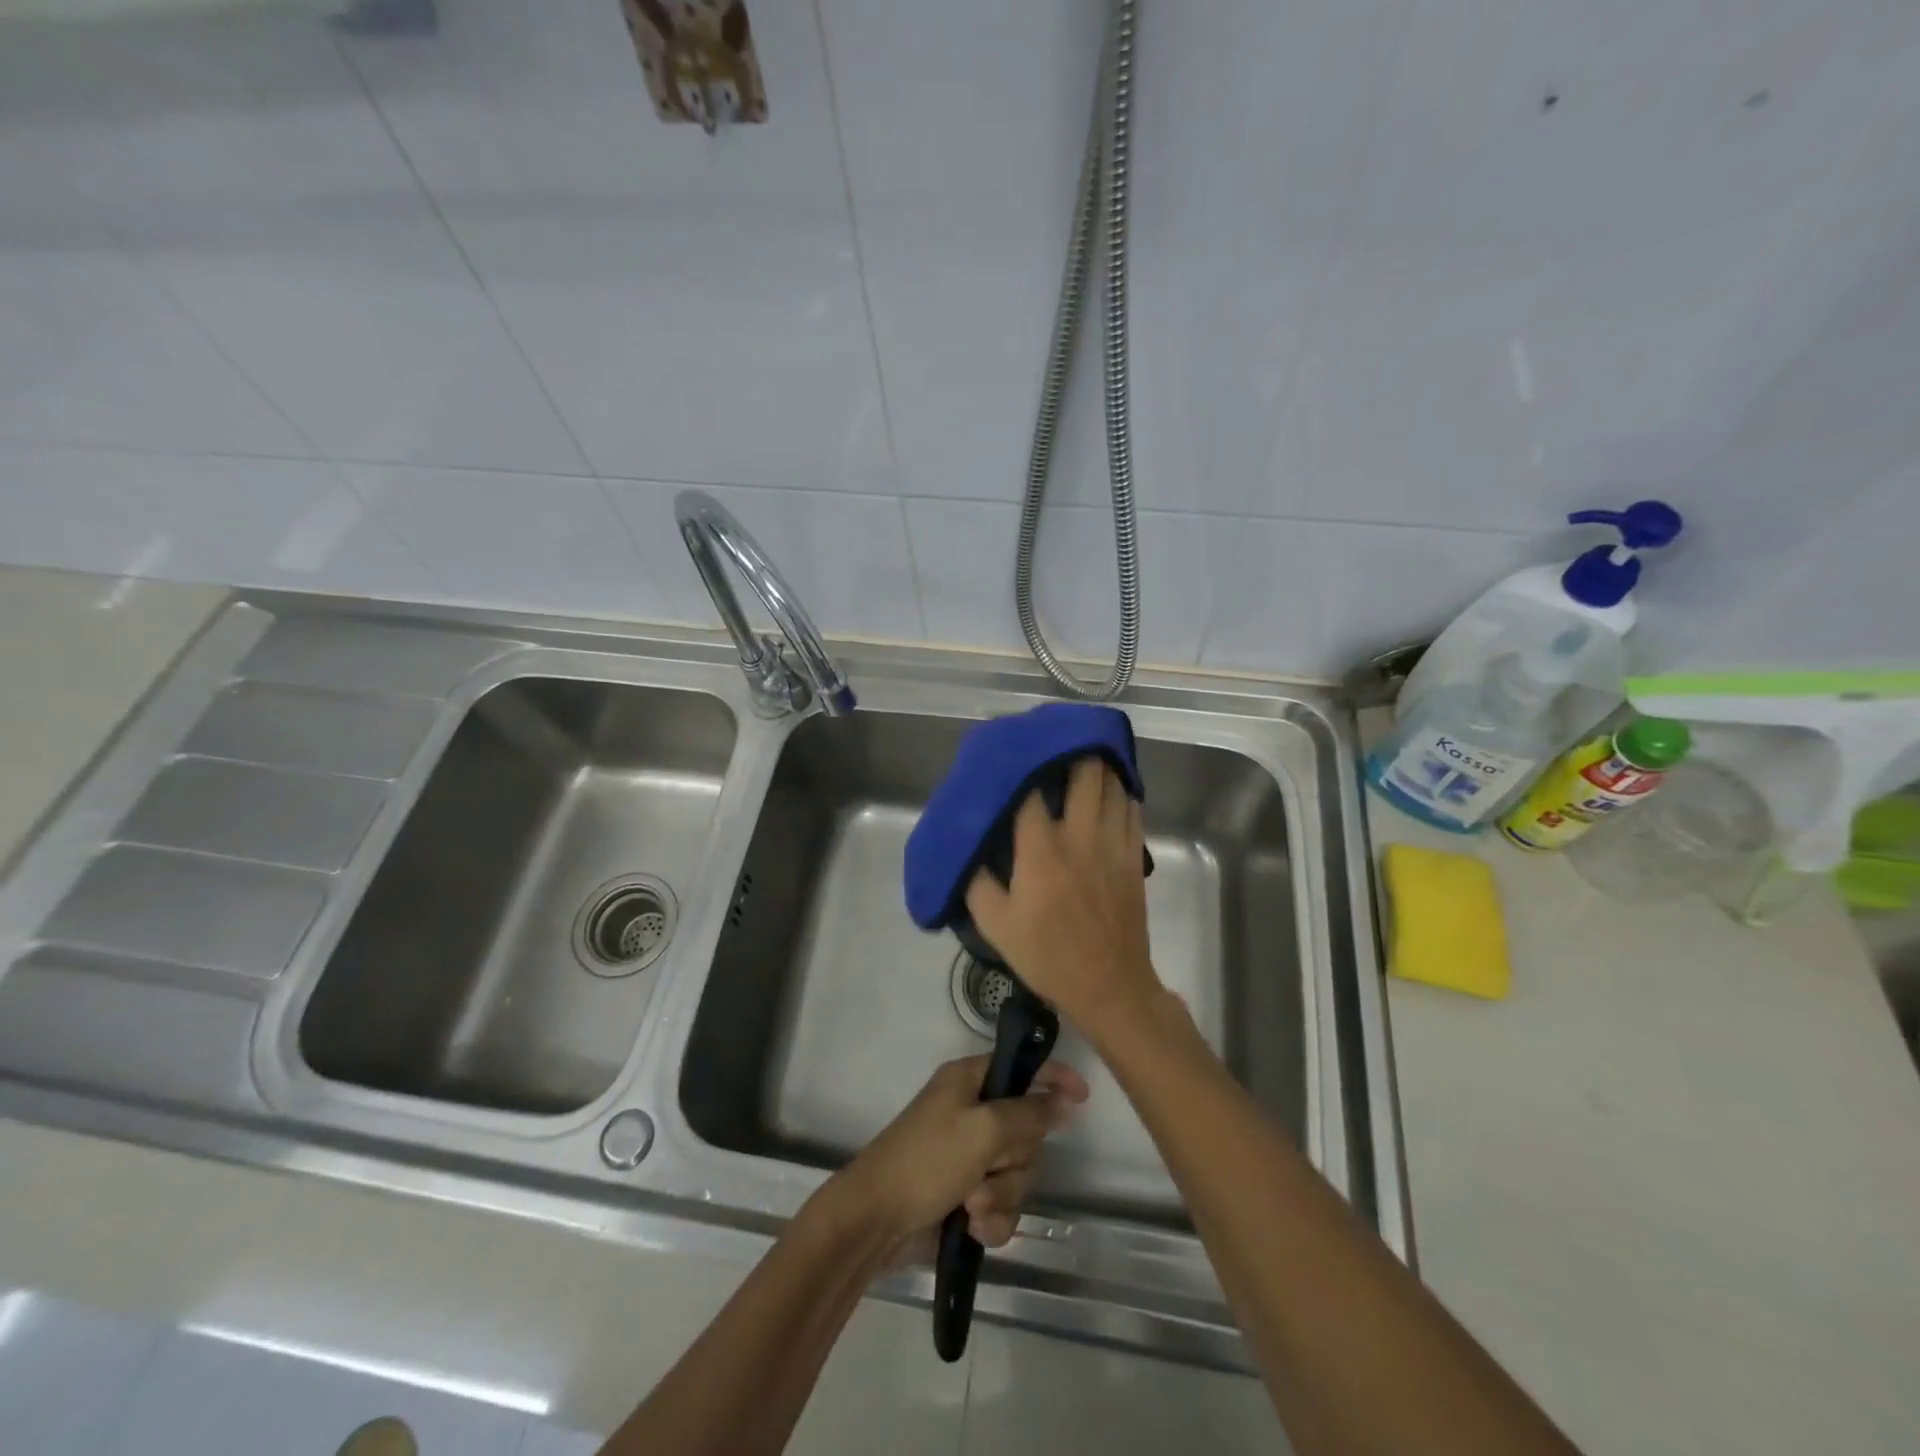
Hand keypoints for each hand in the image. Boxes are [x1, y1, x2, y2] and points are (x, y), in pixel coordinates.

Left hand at [826, 1054, 1087, 1252]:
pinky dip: (992, 1219)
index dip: (1053, 1077)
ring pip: (1018, 1172)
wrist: (875, 1222)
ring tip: (972, 1206)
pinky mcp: (966, 1194)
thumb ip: (1028, 1114)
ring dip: (1001, 1195)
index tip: (1083, 1096)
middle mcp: (972, 1112)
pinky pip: (1003, 1204)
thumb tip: (1064, 1100)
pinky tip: (973, 1229)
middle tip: (989, 1170)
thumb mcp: (983, 1131)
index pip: (1021, 1068)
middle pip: (1026, 1131)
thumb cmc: (927, 1161)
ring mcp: (969, 1155)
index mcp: (969, 1081)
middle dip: (1015, 1161)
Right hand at [964, 758, 1161, 1034]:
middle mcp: (1079, 835)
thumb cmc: (1047, 956)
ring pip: (1112, 786)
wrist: (1109, 986)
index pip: (1031, 791)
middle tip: (1055, 742)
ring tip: (1085, 754)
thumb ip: (976, 883)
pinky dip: (1123, 792)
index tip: (1011, 753)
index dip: (1021, 766)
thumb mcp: (995, 925)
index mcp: (1041, 849)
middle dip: (1071, 750)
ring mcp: (1112, 843)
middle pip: (1084, 773)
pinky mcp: (1134, 857)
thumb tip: (968, 851)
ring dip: (1099, 766)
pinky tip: (1112, 789)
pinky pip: (1132, 810)